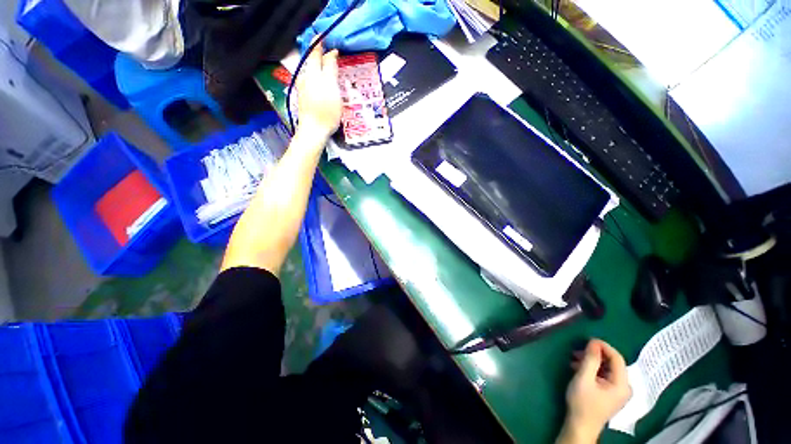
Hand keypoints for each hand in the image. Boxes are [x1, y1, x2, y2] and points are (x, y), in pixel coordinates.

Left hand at [296, 41, 341, 140]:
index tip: (330, 41)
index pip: (316, 52)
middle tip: (330, 53)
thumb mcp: (332, 88)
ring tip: (328, 68)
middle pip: (312, 61)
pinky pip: (310, 81)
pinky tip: (322, 84)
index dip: (322, 44)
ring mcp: (303, 88)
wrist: (314, 131)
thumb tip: (331, 52)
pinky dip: (317, 78)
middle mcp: (305, 77)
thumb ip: (331, 69)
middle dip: (319, 55)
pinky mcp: (304, 98)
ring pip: (310, 71)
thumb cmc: (326, 111)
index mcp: (312, 72)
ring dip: (318, 67)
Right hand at [560, 339, 631, 442]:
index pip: (617, 358)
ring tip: (574, 360)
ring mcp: (618, 391)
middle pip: (612, 363)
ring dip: (591, 362)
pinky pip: (604, 375)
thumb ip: (590, 359)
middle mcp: (624, 387)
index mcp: (622, 384)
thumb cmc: (583, 402)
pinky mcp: (610, 393)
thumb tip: (593, 342)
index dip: (603, 346)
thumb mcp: (584, 378)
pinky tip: (578, 369)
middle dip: (595, 355)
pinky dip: (592, 369)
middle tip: (577, 351)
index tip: (587, 340)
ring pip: (607, 368)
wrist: (580, 425)